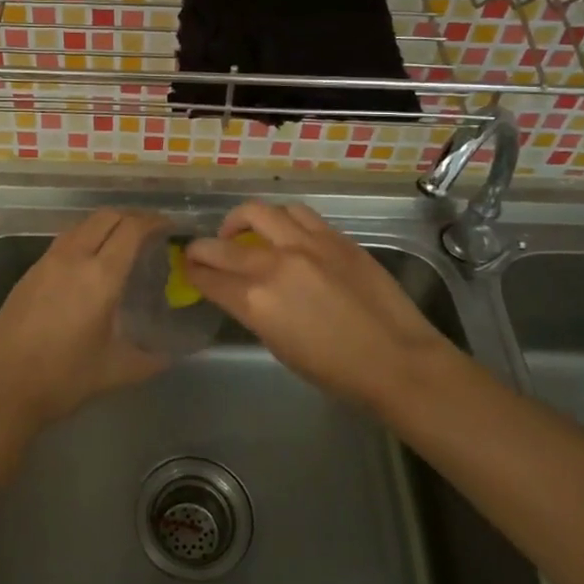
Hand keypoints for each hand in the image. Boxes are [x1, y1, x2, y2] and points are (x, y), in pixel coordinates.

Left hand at [0, 208, 169, 431]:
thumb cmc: (63, 379)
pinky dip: (84, 239)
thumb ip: (151, 360)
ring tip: (121, 244)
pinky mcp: (29, 273)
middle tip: (149, 233)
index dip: (153, 221)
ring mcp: (46, 262)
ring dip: (105, 225)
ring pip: (81, 225)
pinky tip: (89, 264)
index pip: (131, 229)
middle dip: (131, 217)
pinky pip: (63, 242)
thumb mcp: (116, 371)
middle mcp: (73, 258)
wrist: (2, 389)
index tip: (169, 227)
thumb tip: (171, 355)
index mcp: (99, 276)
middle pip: (105, 217)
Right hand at [184, 201, 457, 410]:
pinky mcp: (334, 236)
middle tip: (199, 250)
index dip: (193, 272)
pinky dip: (280, 218)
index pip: (209, 278)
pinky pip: (297, 214)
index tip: (187, 269)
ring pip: (259, 212)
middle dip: (202, 247)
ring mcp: (306, 244)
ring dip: (240, 220)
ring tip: (240, 231)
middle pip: (222, 244)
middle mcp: (274, 264)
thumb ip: (254, 312)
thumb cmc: (335, 371)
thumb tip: (242, 292)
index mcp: (256, 302)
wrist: (396, 360)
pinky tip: (282, 229)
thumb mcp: (279, 347)